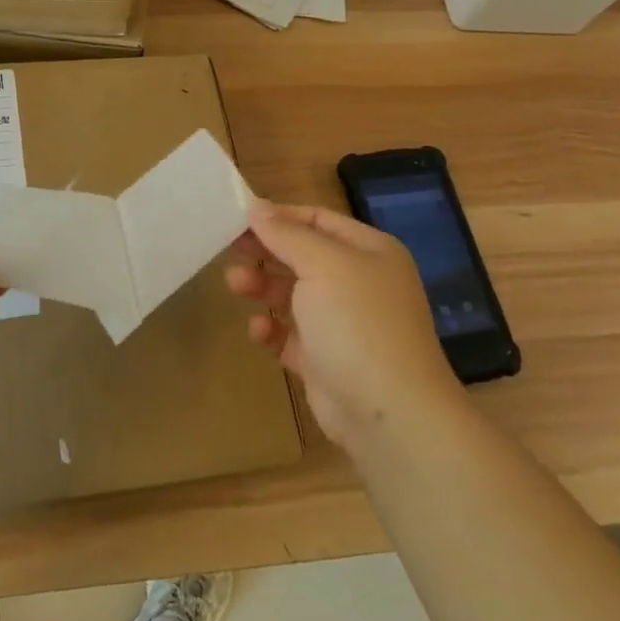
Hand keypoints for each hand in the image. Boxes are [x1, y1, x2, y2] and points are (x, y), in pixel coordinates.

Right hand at [226, 200, 461, 450]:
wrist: (389, 413)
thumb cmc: (358, 323)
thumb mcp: (323, 265)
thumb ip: (286, 234)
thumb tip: (256, 206)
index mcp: (369, 252)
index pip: (317, 220)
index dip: (278, 217)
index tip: (238, 218)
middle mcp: (358, 282)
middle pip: (301, 255)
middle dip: (265, 253)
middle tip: (230, 251)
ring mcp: (342, 323)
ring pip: (291, 294)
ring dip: (262, 287)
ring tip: (236, 286)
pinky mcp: (324, 359)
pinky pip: (289, 334)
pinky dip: (270, 329)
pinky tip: (258, 331)